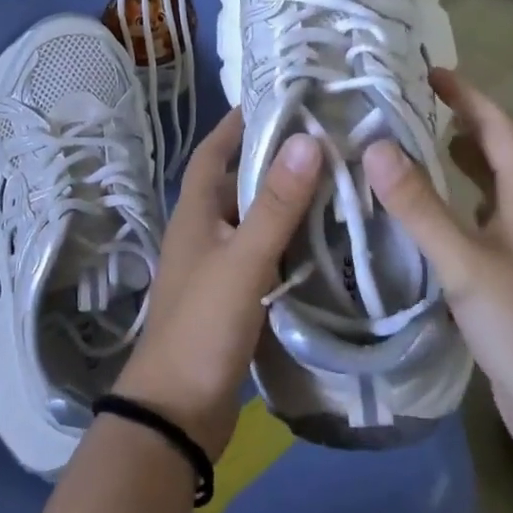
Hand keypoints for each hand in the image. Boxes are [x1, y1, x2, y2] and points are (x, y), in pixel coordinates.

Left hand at [113, 109, 320, 459]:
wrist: (177, 414)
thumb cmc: (203, 326)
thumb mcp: (243, 260)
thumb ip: (276, 204)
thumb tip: (306, 139)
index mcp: (194, 214)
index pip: (213, 152)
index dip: (237, 124)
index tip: (275, 99)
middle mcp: (202, 234)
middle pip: (237, 184)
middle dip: (274, 161)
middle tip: (324, 141)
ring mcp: (217, 268)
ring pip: (254, 221)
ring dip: (285, 203)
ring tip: (335, 182)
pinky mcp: (233, 299)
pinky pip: (264, 256)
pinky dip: (289, 243)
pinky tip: (324, 241)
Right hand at [363, 69, 512, 460]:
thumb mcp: (465, 263)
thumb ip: (420, 207)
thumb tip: (375, 147)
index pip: (500, 130)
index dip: (469, 97)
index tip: (432, 74)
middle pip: (498, 154)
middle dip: (463, 124)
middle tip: (417, 107)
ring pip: (490, 189)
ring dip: (460, 163)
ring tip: (418, 148)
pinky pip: (481, 222)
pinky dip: (456, 204)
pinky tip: (429, 217)